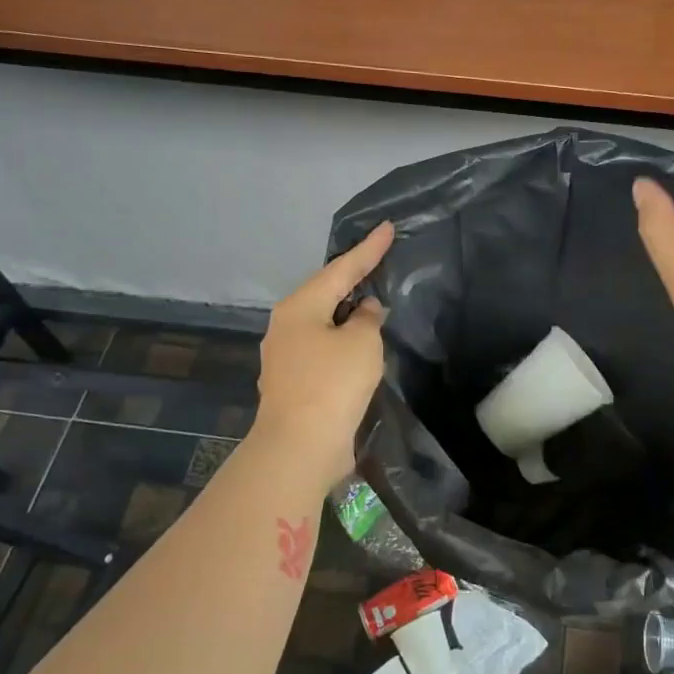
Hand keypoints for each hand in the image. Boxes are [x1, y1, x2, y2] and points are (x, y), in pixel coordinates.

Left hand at [251, 221, 393, 487]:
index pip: (341, 269)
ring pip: (324, 324)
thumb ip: (368, 318)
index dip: (368, 249)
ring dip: (348, 315)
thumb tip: (364, 311)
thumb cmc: (332, 383)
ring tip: (374, 304)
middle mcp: (286, 326)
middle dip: (353, 280)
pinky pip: (324, 350)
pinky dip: (343, 342)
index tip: (388, 227)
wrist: (300, 446)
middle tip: (379, 262)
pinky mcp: (294, 383)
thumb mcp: (362, 342)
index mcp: (300, 307)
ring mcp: (286, 357)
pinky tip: (360, 346)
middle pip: (326, 294)